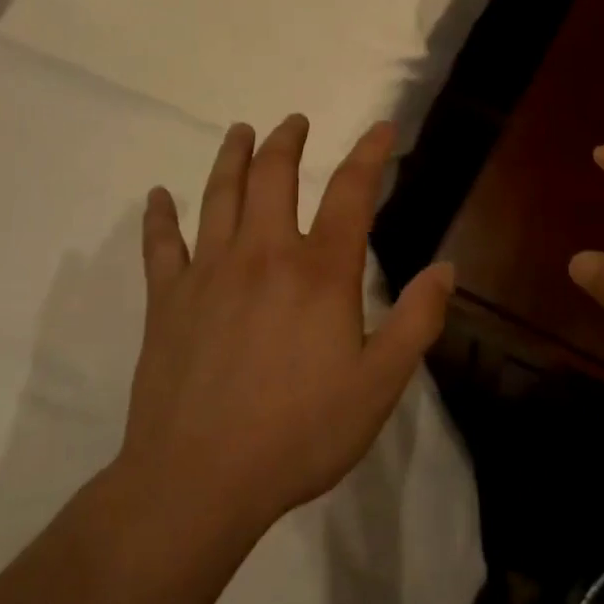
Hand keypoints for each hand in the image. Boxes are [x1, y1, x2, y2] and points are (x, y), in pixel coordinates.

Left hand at [115, 114, 452, 532]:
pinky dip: (159, 216)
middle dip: (287, 141)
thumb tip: (446, 268)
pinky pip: (161, 245)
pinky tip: (158, 196)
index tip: (380, 128)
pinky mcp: (167, 300)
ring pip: (219, 195)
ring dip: (231, 157)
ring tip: (239, 131)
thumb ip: (417, 321)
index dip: (369, 154)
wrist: (199, 482)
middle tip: (294, 121)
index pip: (351, 192)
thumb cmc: (300, 433)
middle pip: (274, 177)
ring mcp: (209, 273)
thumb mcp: (380, 385)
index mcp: (320, 272)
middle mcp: (264, 255)